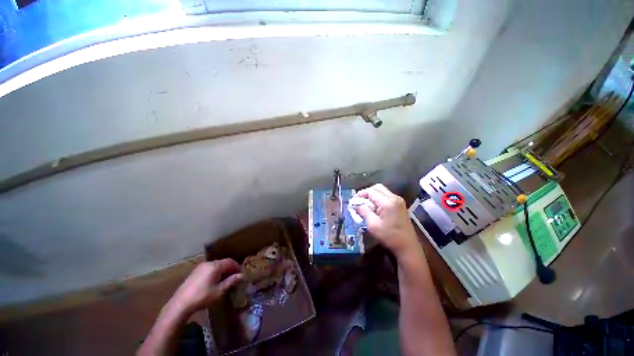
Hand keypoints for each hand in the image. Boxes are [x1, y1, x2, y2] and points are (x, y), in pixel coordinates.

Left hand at [168, 259, 242, 315]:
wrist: (180, 304)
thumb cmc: (202, 297)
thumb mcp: (219, 291)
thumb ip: (231, 281)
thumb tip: (242, 275)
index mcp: (215, 266)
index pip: (230, 261)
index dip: (237, 267)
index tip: (241, 274)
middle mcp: (208, 263)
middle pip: (223, 262)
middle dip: (230, 269)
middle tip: (235, 278)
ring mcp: (200, 267)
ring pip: (216, 266)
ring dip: (223, 271)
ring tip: (226, 281)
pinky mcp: (195, 272)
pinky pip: (209, 269)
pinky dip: (215, 273)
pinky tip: (215, 282)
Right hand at [354, 184, 418, 257]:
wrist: (408, 247)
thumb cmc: (390, 237)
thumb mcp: (373, 225)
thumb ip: (364, 211)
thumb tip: (355, 204)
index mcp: (388, 202)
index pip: (371, 191)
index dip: (360, 194)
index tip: (353, 201)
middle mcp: (394, 197)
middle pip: (377, 188)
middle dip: (366, 193)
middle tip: (359, 201)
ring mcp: (399, 200)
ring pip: (382, 191)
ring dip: (372, 196)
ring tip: (365, 205)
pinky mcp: (400, 205)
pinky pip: (386, 196)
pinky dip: (378, 199)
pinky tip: (374, 208)